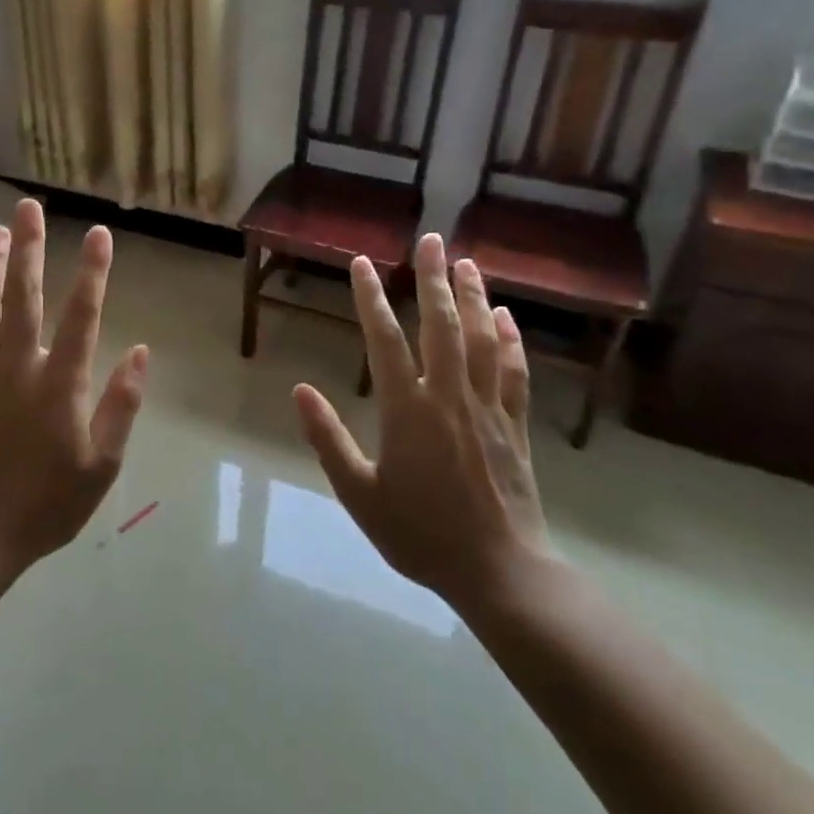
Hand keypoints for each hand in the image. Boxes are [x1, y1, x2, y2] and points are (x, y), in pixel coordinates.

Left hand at [0, 198, 148, 576]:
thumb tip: (143, 351)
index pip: (82, 315)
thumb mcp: (102, 464)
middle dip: (29, 248)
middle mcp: (18, 365)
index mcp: (61, 383)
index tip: (99, 233)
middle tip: (28, 207)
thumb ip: (123, 405)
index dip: (93, 271)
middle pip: (24, 296)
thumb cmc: (46, 503)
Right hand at [294, 234, 554, 622]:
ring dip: (474, 297)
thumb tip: (298, 390)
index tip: (362, 264)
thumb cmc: (420, 535)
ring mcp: (487, 409)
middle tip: (431, 240)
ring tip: (467, 262)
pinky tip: (506, 318)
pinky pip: (514, 373)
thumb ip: (327, 439)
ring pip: (482, 340)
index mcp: (407, 410)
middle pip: (442, 325)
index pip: (385, 340)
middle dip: (434, 279)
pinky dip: (511, 341)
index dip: (371, 298)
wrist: (499, 573)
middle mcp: (449, 397)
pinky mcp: (515, 426)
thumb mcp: (359, 494)